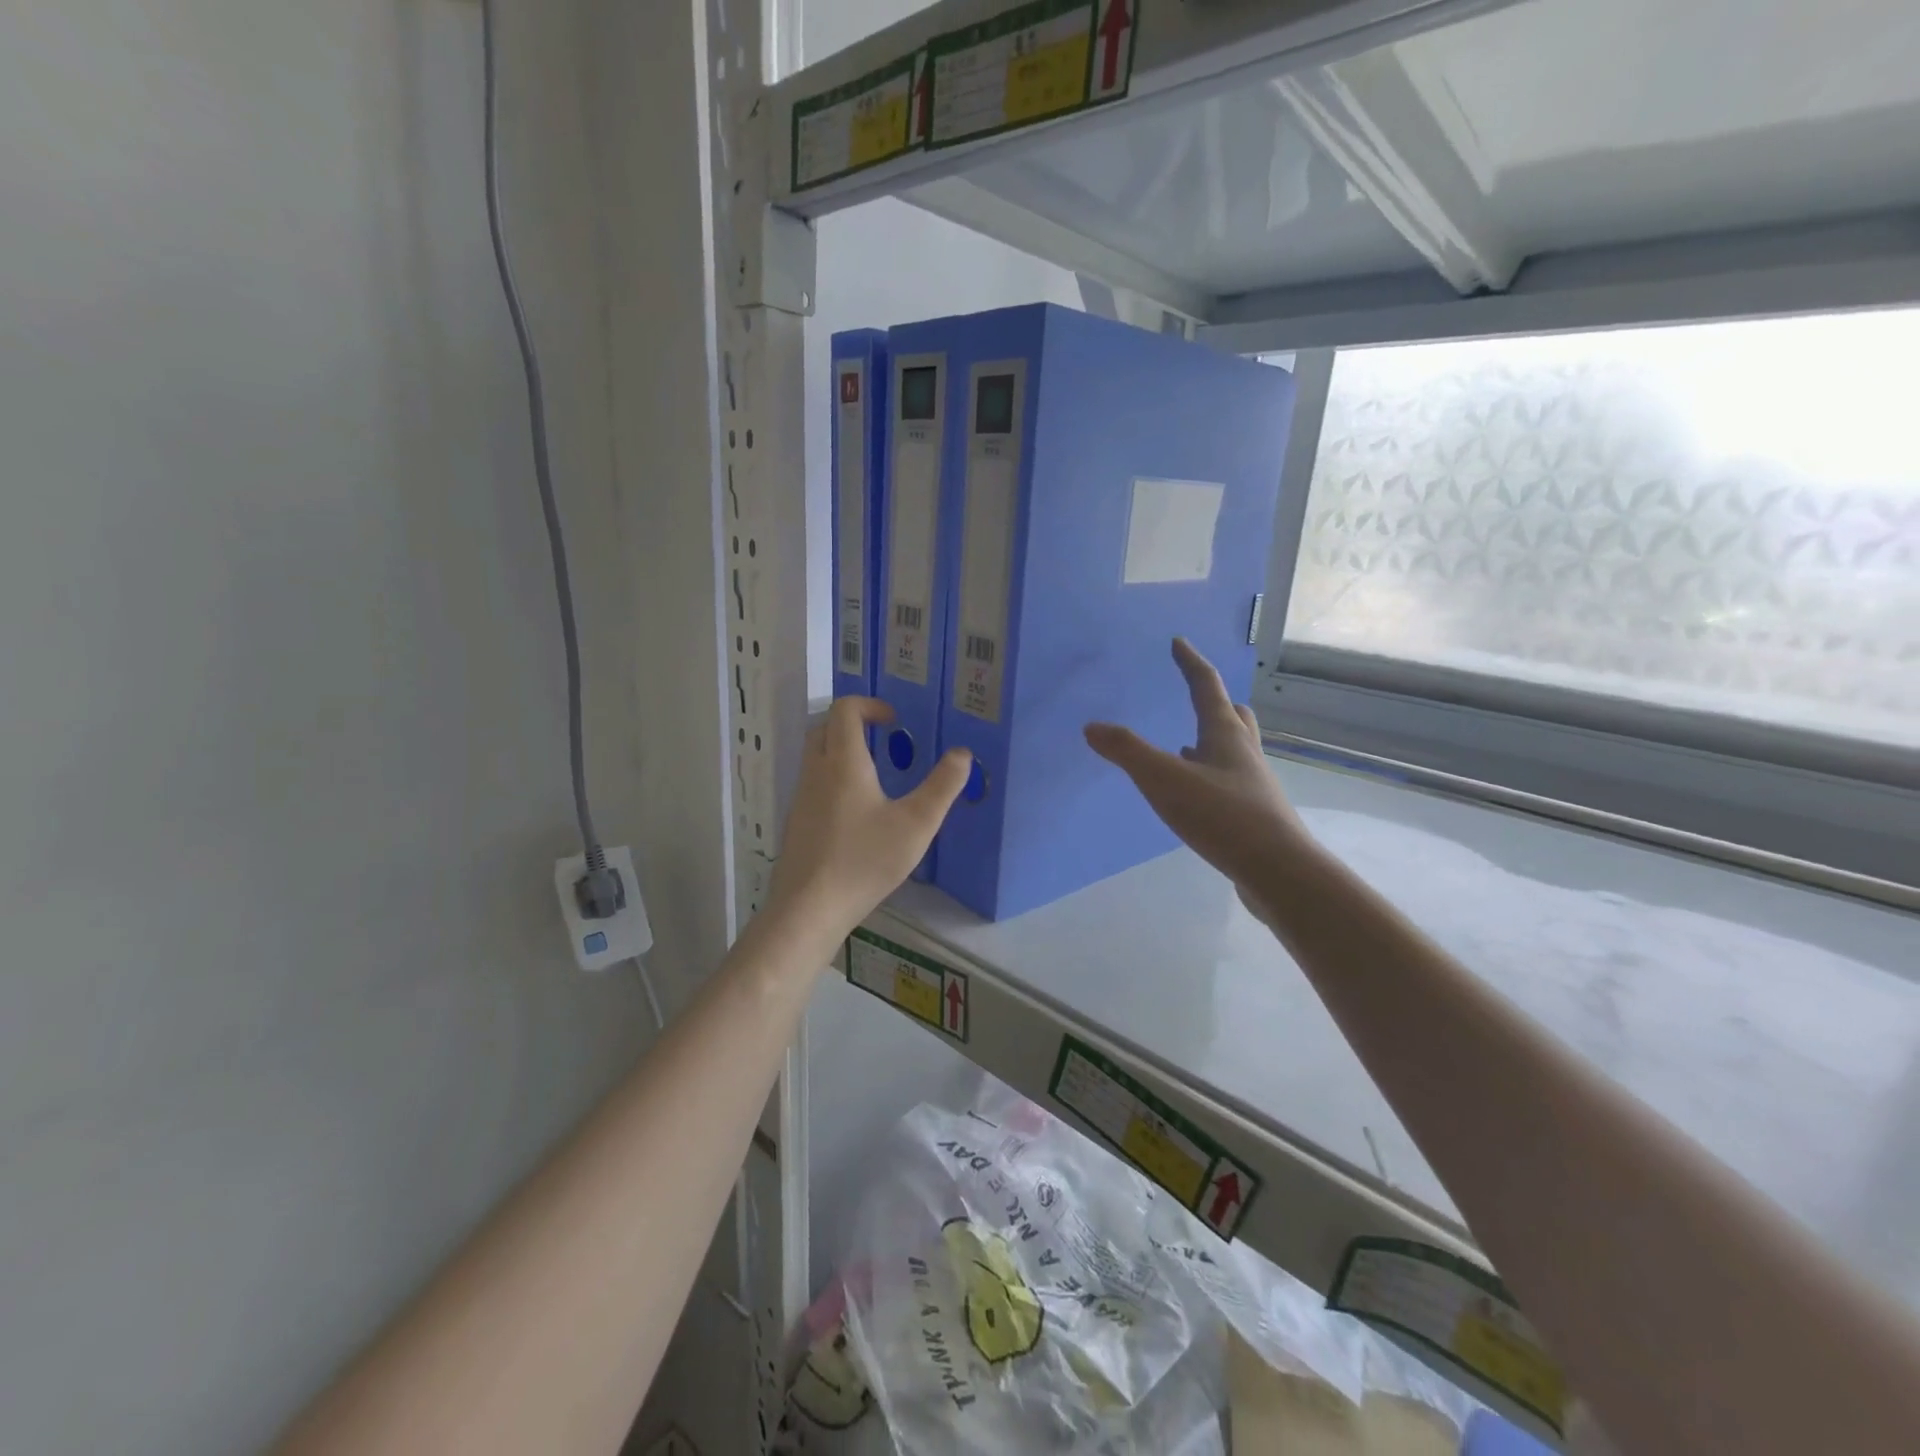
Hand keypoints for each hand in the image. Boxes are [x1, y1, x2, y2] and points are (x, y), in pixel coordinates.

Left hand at [768, 697, 971, 941]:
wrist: (809, 908)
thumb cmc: (864, 861)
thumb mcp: (916, 825)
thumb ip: (942, 787)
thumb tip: (962, 753)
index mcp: (843, 763)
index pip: (845, 709)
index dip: (869, 705)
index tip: (894, 721)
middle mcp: (816, 772)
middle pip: (825, 727)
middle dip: (853, 724)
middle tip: (884, 741)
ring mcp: (801, 798)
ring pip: (816, 756)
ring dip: (842, 751)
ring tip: (876, 776)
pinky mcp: (797, 822)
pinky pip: (813, 784)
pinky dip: (833, 779)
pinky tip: (857, 814)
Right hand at [1084, 639, 1309, 904]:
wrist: (1277, 870)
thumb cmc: (1222, 815)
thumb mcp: (1164, 780)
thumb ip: (1127, 751)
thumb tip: (1092, 726)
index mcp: (1224, 734)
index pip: (1206, 686)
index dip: (1190, 663)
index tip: (1179, 642)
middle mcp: (1243, 752)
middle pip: (1232, 715)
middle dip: (1213, 700)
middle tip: (1196, 694)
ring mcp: (1252, 783)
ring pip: (1233, 749)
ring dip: (1211, 739)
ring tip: (1188, 744)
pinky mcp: (1253, 813)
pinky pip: (1229, 780)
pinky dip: (1210, 774)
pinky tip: (1195, 792)